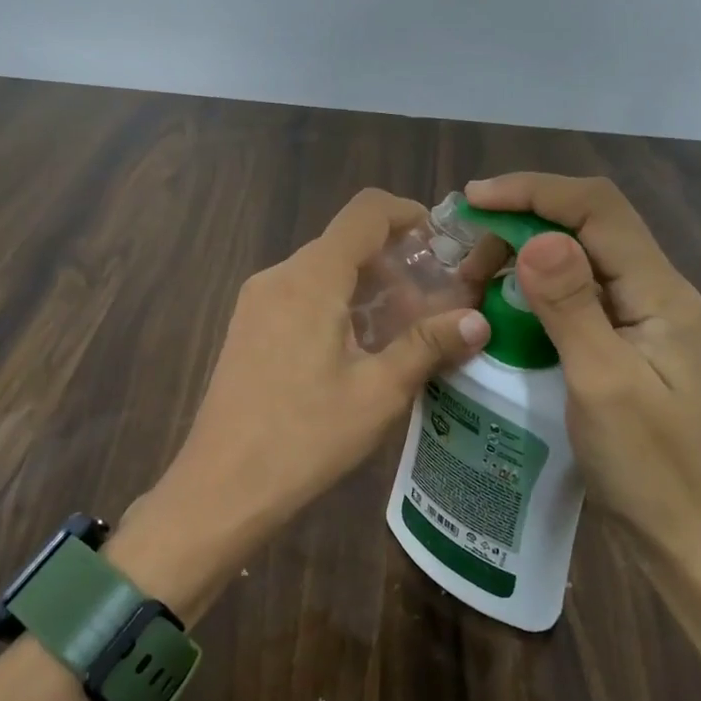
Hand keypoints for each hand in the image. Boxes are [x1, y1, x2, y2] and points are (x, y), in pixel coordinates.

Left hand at [125, 189, 491, 593]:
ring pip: (323, 271)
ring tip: (404, 330)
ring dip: (367, 286)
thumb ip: (428, 345)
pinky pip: (301, 295)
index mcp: (311, 278)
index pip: (365, 212)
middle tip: (435, 300)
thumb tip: (479, 319)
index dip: (408, 213)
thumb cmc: (304, 437)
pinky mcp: (247, 327)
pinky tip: (358, 349)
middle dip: (395, 261)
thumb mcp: (378, 392)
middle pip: (345, 242)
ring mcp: (257, 301)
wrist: (221, 487)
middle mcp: (279, 276)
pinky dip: (338, 303)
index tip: (443, 242)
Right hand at [464, 174, 700, 563]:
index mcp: (659, 292)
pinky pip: (576, 296)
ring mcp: (640, 320)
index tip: (474, 202)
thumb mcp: (602, 384)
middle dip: (522, 223)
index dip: (534, 192)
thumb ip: (571, 306)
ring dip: (524, 256)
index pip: (596, 208)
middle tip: (466, 261)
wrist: (691, 542)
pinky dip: (534, 290)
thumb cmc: (650, 468)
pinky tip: (503, 311)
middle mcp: (654, 292)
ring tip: (474, 283)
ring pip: (579, 258)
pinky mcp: (624, 345)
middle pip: (587, 225)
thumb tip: (537, 236)